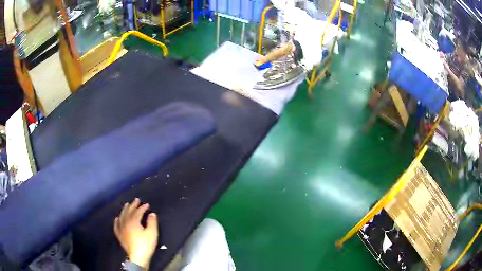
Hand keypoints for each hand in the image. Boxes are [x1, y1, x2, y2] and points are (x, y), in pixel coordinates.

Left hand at [114, 198, 157, 268]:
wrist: (137, 257)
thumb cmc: (146, 244)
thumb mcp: (152, 233)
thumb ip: (152, 222)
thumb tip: (152, 214)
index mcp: (133, 221)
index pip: (138, 212)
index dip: (142, 207)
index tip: (147, 204)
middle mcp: (125, 222)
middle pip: (128, 212)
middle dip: (133, 205)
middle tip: (136, 200)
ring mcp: (121, 229)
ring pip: (122, 216)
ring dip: (125, 210)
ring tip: (127, 205)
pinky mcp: (120, 235)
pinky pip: (116, 225)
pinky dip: (117, 220)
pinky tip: (117, 218)